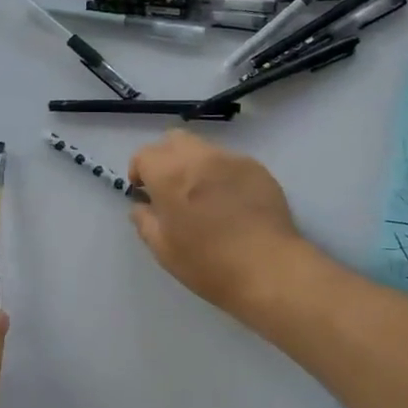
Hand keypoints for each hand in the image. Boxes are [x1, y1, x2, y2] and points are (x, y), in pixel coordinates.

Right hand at [128, 131, 309, 314]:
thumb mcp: (164, 249)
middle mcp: (200, 157)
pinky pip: (231, 163)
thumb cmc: (208, 263)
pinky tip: (232, 203)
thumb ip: (145, 221)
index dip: (139, 171)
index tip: (144, 192)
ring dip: (196, 166)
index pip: (144, 154)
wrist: (268, 268)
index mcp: (170, 174)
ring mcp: (232, 159)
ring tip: (205, 197)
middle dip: (166, 158)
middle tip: (170, 187)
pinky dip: (223, 175)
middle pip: (174, 140)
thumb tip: (142, 206)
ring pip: (205, 149)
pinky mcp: (258, 169)